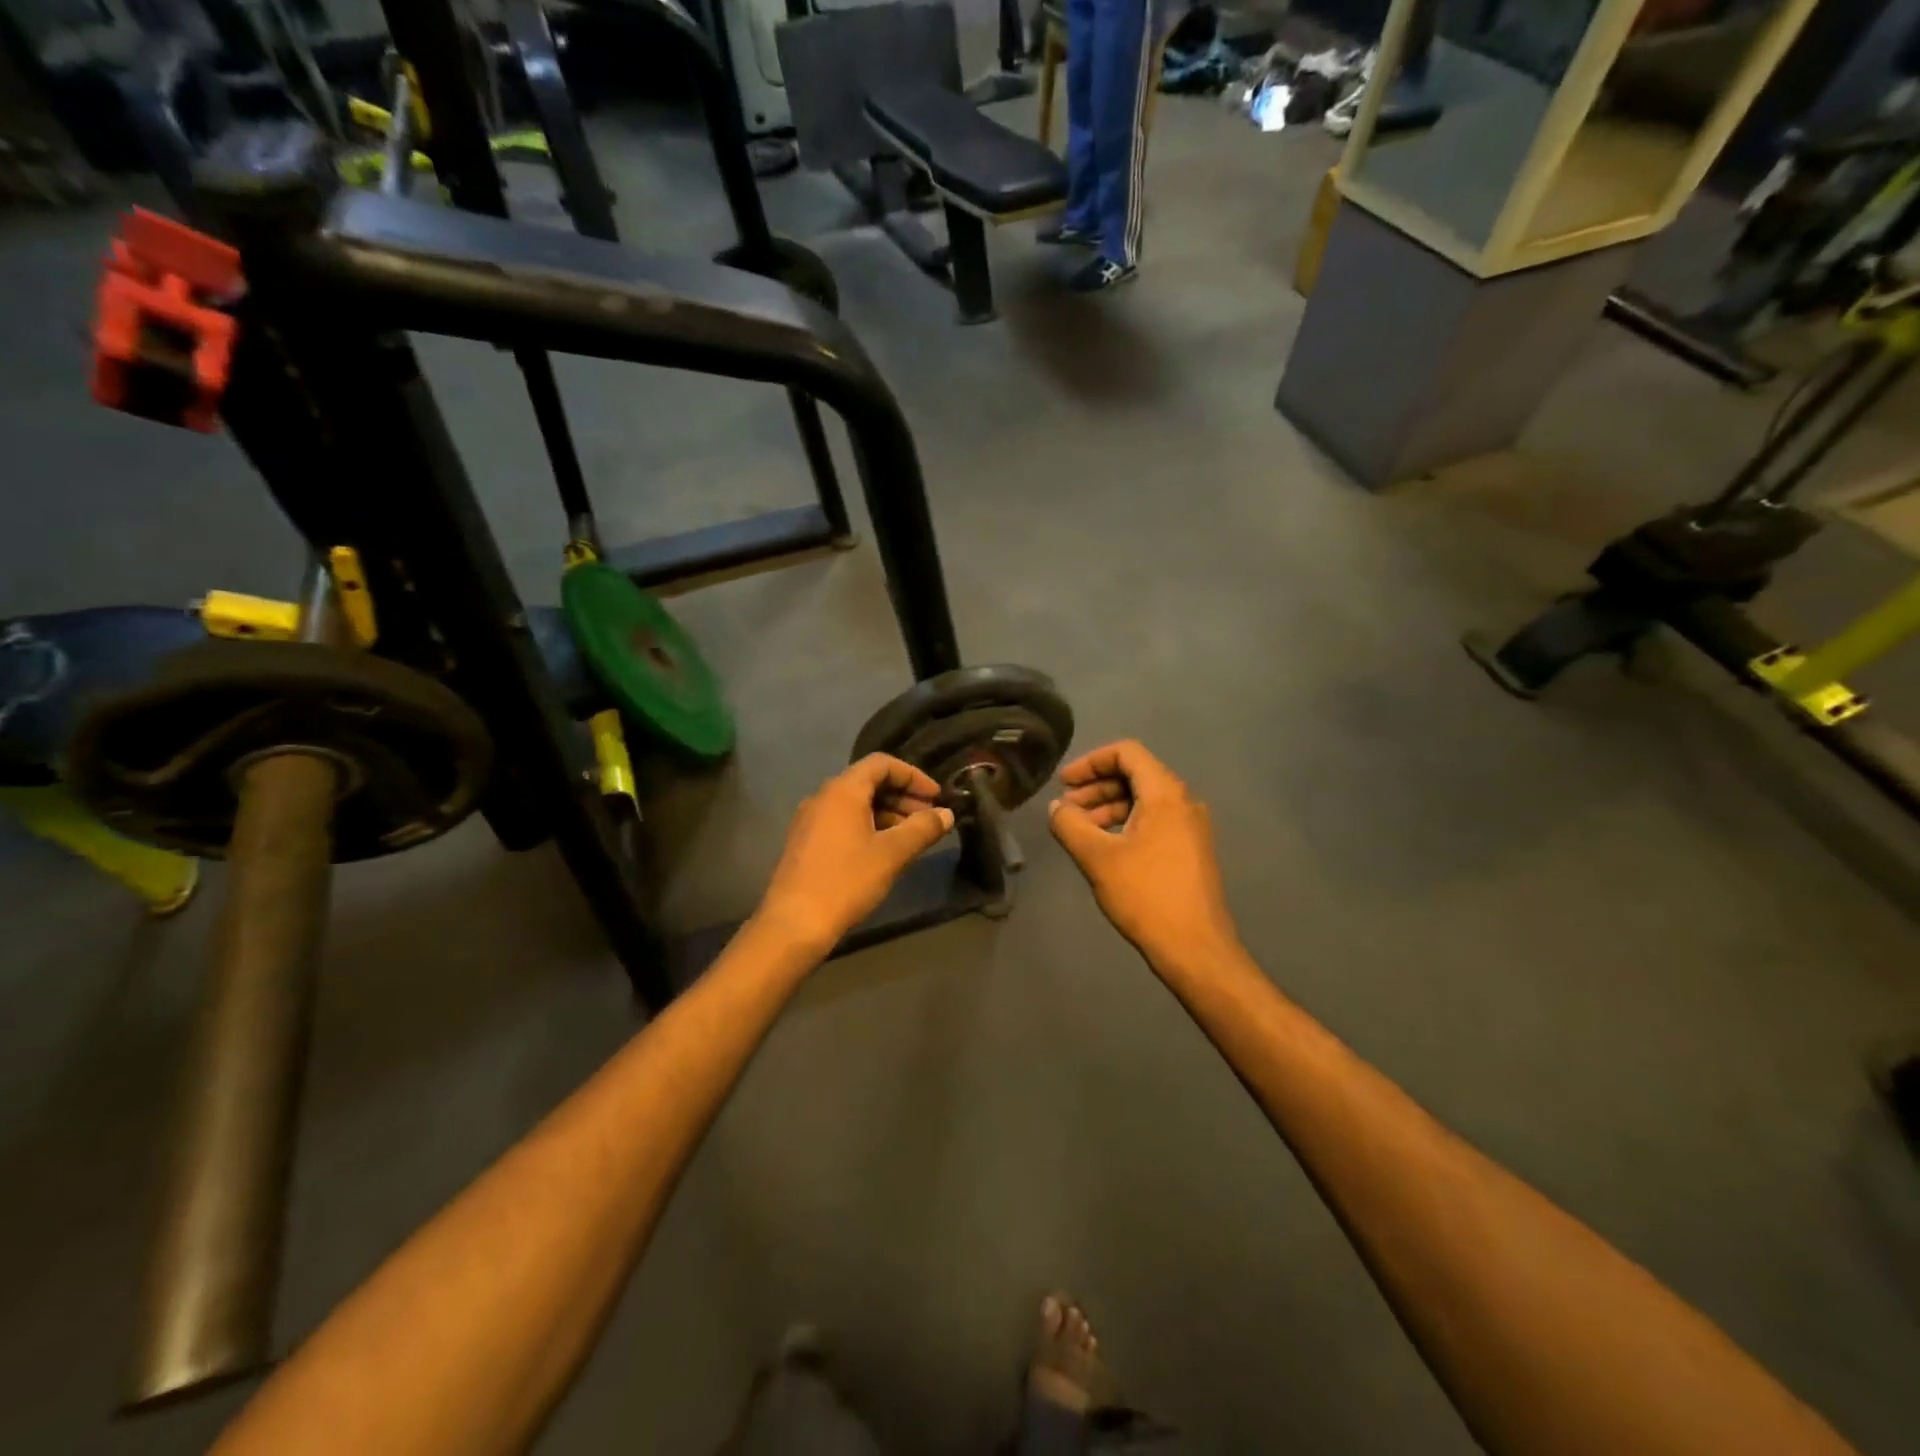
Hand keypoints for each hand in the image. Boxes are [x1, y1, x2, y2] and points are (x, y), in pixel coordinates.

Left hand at [756, 754, 955, 953]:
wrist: (794, 923)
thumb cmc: (846, 881)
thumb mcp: (892, 854)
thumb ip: (923, 829)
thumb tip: (947, 814)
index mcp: (842, 790)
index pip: (882, 764)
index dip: (914, 776)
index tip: (937, 797)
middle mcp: (823, 797)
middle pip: (869, 782)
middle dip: (903, 796)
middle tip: (930, 819)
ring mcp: (810, 819)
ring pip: (856, 804)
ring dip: (888, 813)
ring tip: (913, 838)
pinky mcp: (806, 841)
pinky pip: (843, 821)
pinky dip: (869, 826)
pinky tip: (885, 851)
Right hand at [1047, 740, 1239, 966]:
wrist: (1195, 948)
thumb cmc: (1146, 896)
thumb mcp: (1097, 858)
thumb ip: (1070, 825)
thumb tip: (1056, 807)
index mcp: (1166, 794)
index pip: (1127, 753)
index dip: (1090, 761)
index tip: (1064, 783)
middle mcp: (1184, 802)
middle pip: (1135, 774)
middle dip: (1096, 786)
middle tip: (1066, 808)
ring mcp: (1191, 827)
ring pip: (1144, 800)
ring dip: (1108, 806)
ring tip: (1079, 830)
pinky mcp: (1191, 850)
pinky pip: (1154, 821)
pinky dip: (1126, 823)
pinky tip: (1104, 847)